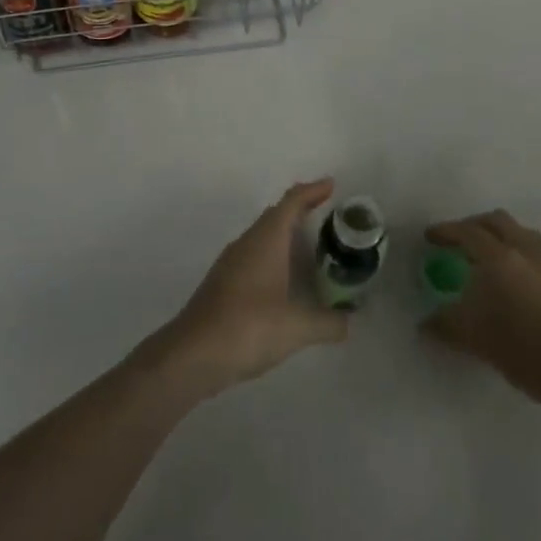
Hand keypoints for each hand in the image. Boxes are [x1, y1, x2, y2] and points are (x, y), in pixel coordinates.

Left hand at [153, 179, 348, 396]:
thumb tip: (349, 321)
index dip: (312, 191)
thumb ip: (328, 322)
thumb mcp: (297, 328)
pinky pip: (254, 257)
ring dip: (285, 235)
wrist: (192, 355)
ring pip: (262, 237)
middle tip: (327, 215)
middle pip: (276, 215)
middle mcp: (247, 243)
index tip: (331, 185)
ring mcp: (231, 263)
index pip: (291, 202)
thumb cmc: (247, 328)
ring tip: (311, 247)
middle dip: (300, 210)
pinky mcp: (222, 284)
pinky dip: (273, 258)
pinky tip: (284, 281)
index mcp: (266, 240)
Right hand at [422, 210, 540, 425]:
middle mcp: (525, 250)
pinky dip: (514, 249)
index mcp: (500, 258)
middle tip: (455, 241)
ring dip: (497, 235)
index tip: (429, 237)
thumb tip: (425, 323)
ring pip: (519, 232)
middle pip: (496, 221)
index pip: (467, 232)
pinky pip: (533, 248)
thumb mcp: (473, 339)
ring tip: (482, 256)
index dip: (445, 231)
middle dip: (472, 225)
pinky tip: (509, 278)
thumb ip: (444, 325)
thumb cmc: (523, 350)